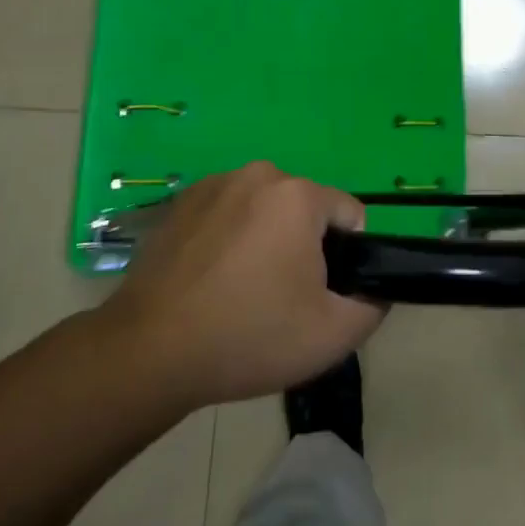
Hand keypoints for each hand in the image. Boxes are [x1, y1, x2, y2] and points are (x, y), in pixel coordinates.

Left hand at [92, 163, 385, 411]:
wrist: (149, 351)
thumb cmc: (249, 336)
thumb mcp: (332, 335)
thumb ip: (373, 305)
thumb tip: (375, 289)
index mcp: (298, 194)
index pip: (349, 215)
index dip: (345, 257)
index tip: (317, 294)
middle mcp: (259, 174)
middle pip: (305, 210)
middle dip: (303, 246)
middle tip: (278, 298)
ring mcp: (215, 184)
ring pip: (264, 210)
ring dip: (264, 241)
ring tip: (239, 292)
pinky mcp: (180, 202)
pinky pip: (227, 214)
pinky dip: (228, 239)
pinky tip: (208, 281)